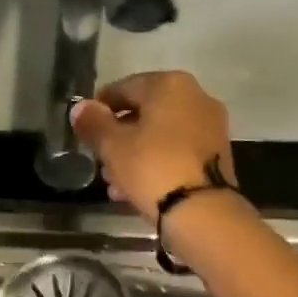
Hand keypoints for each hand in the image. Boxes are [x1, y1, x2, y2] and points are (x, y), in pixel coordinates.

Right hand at [70, 70, 237, 220]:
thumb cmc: (152, 168)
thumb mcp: (113, 146)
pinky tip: (137, 189)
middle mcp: (196, 97)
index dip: (100, 108)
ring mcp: (211, 126)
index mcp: (170, 85)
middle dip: (119, 136)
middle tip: (99, 159)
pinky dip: (157, 164)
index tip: (85, 129)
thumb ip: (93, 123)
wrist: (202, 211)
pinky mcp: (217, 155)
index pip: (123, 88)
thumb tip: (80, 108)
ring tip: (114, 182)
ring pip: (161, 135)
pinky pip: (177, 152)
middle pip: (145, 113)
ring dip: (135, 154)